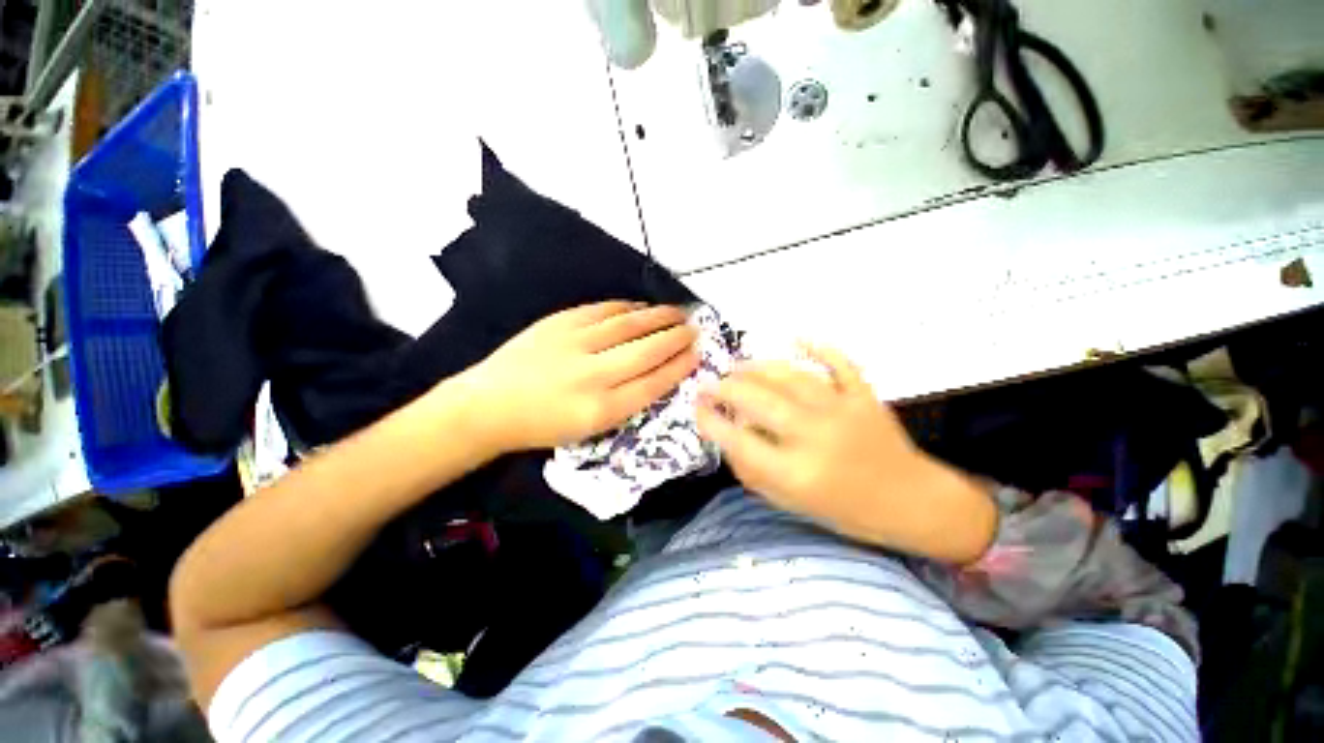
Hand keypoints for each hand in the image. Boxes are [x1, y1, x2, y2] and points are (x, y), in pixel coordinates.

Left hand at [456, 302, 698, 452]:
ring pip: (629, 325)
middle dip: (676, 338)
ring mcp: (575, 344)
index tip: (697, 354)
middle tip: (695, 329)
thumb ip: (626, 402)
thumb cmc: (543, 425)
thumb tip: (656, 373)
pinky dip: (628, 307)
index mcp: (602, 409)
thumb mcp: (590, 429)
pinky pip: (604, 310)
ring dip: (659, 317)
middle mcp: (593, 375)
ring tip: (678, 313)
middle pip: (646, 350)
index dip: (679, 366)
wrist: (490, 405)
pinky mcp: (560, 322)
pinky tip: (642, 307)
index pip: (653, 383)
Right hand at [696, 345, 995, 562]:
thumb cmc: (845, 510)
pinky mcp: (864, 396)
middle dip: (726, 387)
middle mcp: (815, 436)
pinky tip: (796, 337)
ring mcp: (842, 411)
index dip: (710, 420)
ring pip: (789, 376)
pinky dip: (817, 346)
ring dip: (758, 367)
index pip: (737, 440)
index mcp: (796, 473)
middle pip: (759, 399)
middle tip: (711, 383)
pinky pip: (838, 363)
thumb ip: (753, 471)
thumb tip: (729, 436)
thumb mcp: (790, 503)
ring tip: (739, 367)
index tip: (698, 407)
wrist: (911, 503)